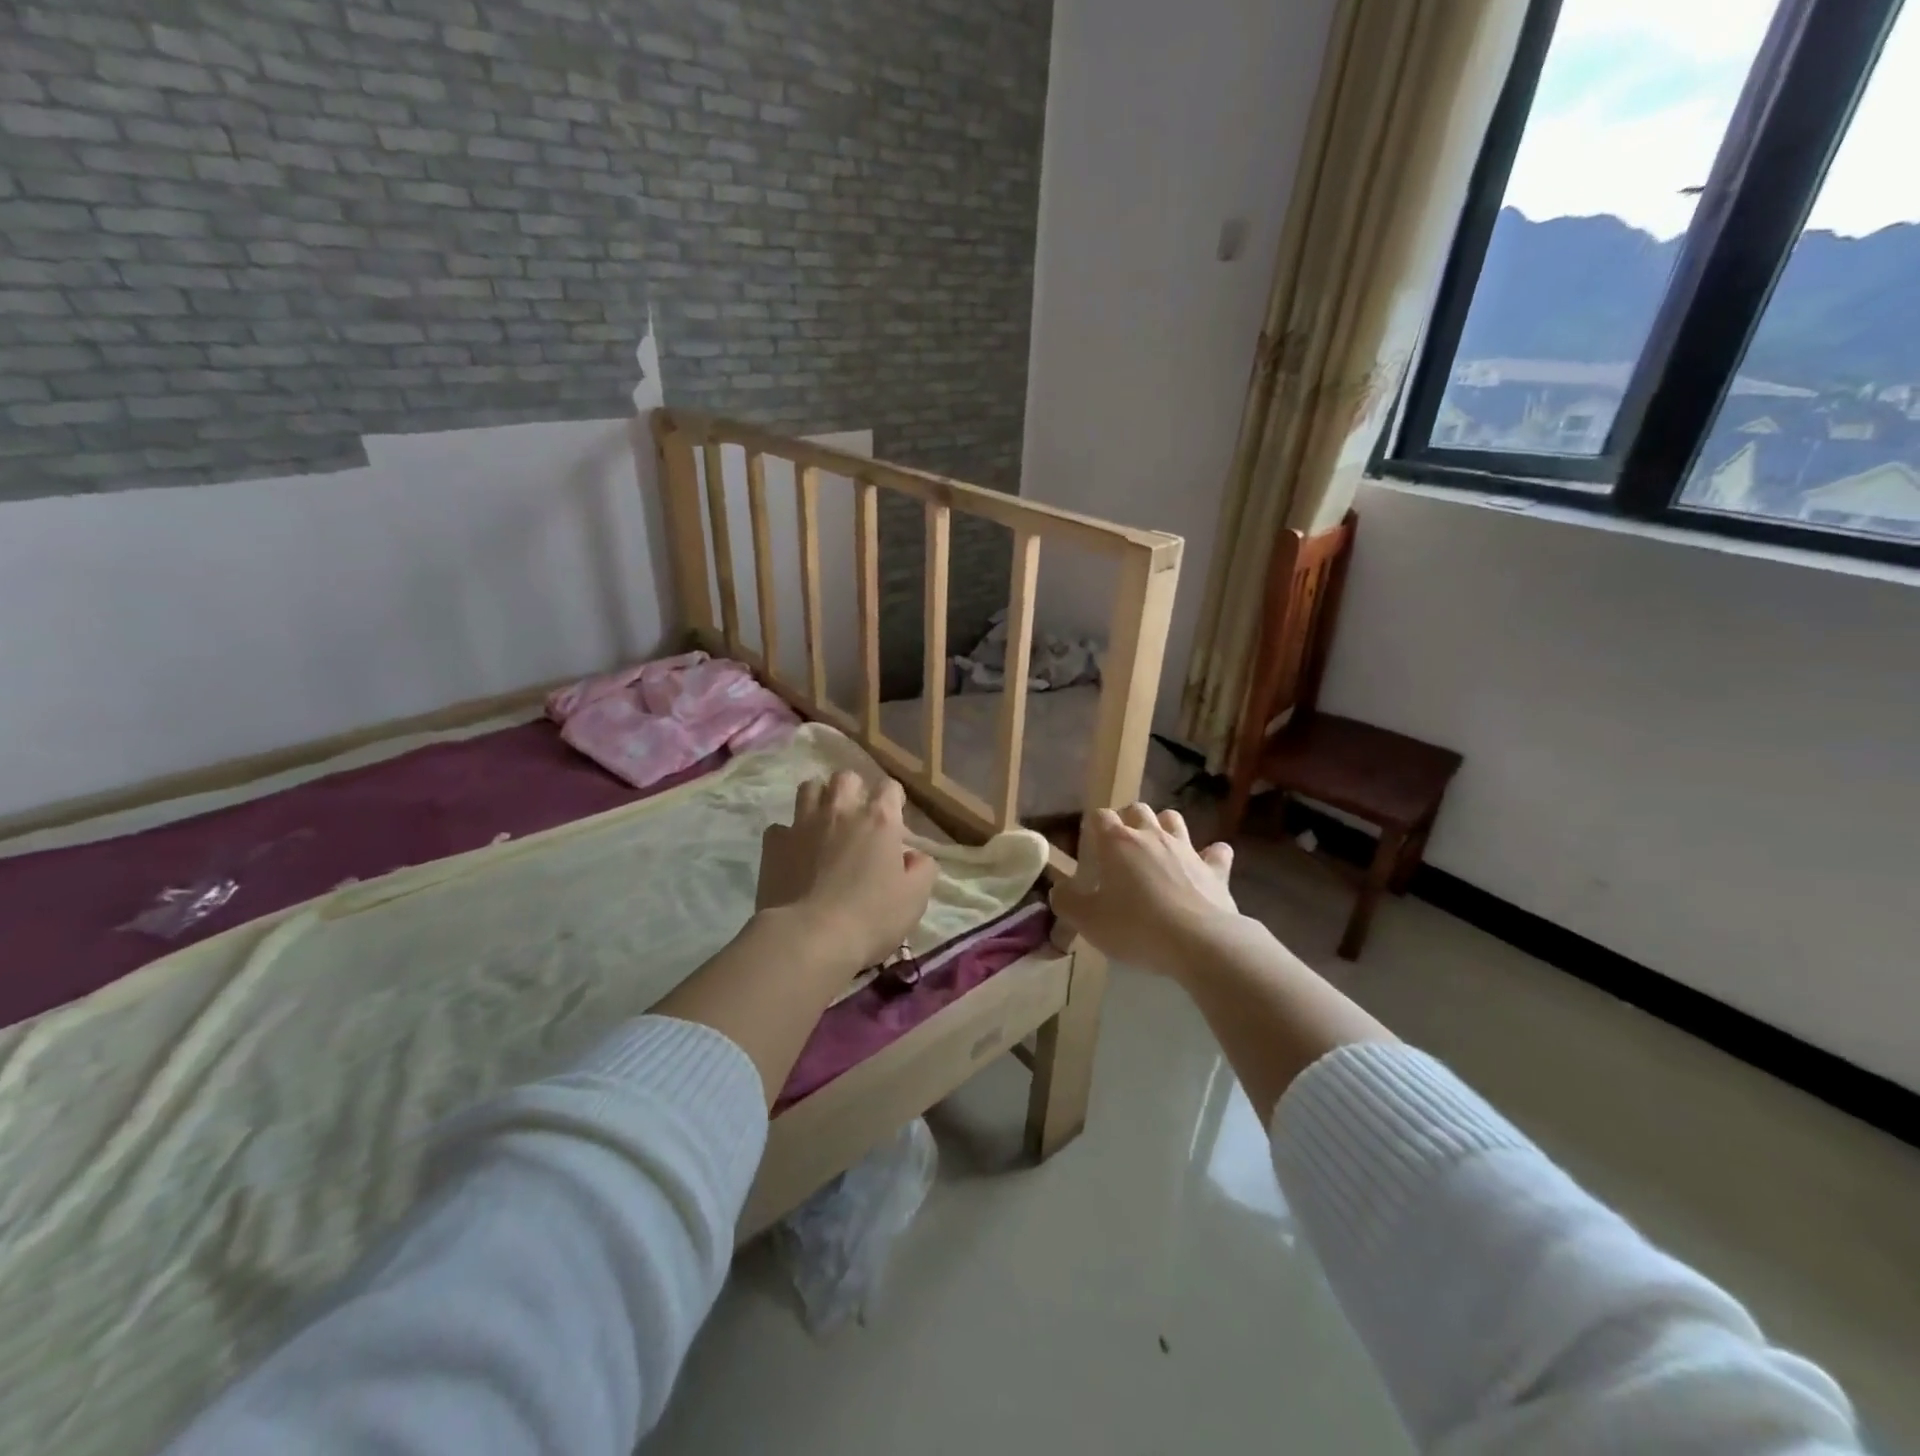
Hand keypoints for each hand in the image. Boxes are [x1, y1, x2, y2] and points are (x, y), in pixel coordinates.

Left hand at [756, 771, 938, 971]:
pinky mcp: (774, 843)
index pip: (889, 787)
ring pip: (809, 788)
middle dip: (853, 790)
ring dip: (818, 799)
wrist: (810, 937)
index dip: (893, 799)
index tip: (893, 819)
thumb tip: (914, 856)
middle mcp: (841, 810)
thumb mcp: (915, 898)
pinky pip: (780, 827)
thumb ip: (922, 869)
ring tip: (823, 822)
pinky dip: (788, 835)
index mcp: (879, 819)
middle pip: (846, 777)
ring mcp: (803, 823)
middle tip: (856, 817)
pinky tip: (793, 853)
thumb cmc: (871, 917)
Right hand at [1050, 804, 1238, 977]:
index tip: (1090, 847)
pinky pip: (1216, 851)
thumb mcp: (1088, 921)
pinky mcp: (1216, 869)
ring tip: (1158, 848)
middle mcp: (1152, 836)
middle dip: (1128, 820)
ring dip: (1164, 827)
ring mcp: (1187, 849)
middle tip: (1121, 846)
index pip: (1100, 816)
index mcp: (1118, 843)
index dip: (1093, 827)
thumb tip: (1058, 890)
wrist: (1200, 943)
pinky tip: (1204, 867)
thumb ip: (1067, 902)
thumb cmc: (1136, 928)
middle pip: (1137, 809)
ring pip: (1174, 819)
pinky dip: (1210, 855)